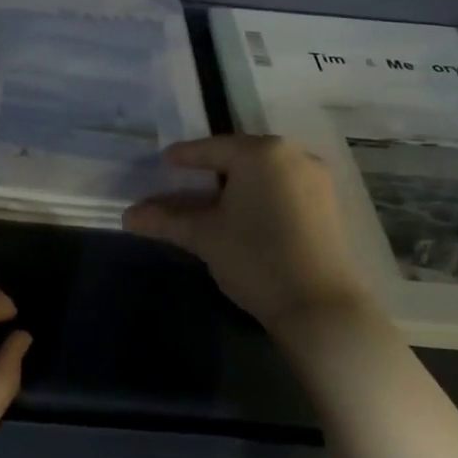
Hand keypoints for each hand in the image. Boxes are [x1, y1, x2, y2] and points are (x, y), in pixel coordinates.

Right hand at [123, 135, 376, 348]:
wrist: (321, 309)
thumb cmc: (256, 259)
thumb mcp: (204, 236)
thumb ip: (165, 219)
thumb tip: (128, 215)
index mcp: (261, 152)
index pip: (210, 148)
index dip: (183, 158)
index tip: (162, 163)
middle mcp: (293, 155)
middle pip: (238, 158)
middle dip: (209, 172)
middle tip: (183, 184)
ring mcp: (316, 180)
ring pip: (262, 174)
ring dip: (235, 186)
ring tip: (210, 203)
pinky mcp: (328, 205)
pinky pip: (282, 189)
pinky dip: (259, 197)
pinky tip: (243, 217)